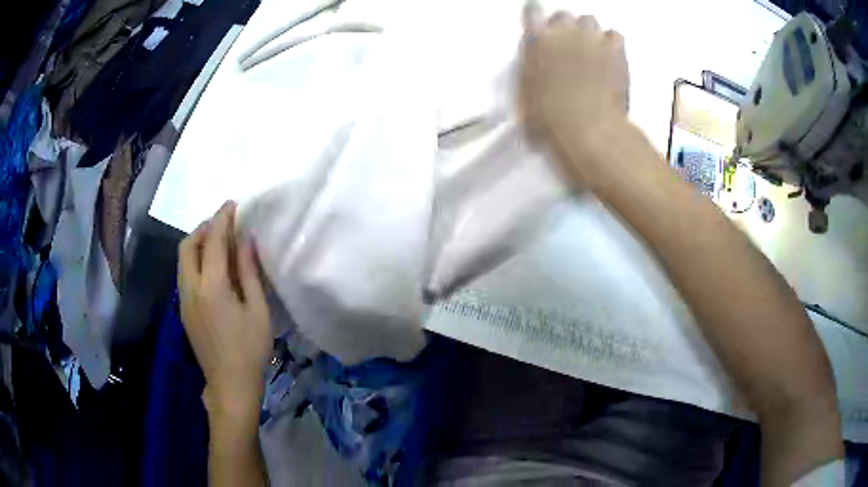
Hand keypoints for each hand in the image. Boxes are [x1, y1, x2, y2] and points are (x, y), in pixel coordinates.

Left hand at [178, 201, 272, 417]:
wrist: (230, 384)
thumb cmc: (250, 349)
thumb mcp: (257, 310)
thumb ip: (248, 271)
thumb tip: (246, 240)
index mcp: (211, 287)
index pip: (212, 241)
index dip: (221, 219)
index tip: (231, 205)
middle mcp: (190, 289)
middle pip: (187, 246)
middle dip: (203, 228)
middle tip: (223, 225)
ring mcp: (183, 300)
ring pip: (182, 260)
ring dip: (197, 244)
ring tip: (218, 244)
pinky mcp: (183, 311)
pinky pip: (184, 274)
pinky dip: (194, 261)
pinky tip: (212, 269)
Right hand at [519, 9, 629, 179]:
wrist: (587, 130)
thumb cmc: (554, 120)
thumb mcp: (525, 98)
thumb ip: (529, 73)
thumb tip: (533, 71)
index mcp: (536, 41)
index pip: (533, 13)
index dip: (536, 20)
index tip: (539, 27)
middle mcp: (563, 33)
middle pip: (563, 15)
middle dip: (564, 29)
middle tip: (566, 48)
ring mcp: (591, 39)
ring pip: (589, 21)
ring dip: (587, 33)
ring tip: (589, 52)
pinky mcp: (615, 51)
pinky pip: (614, 35)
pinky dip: (611, 43)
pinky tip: (609, 57)